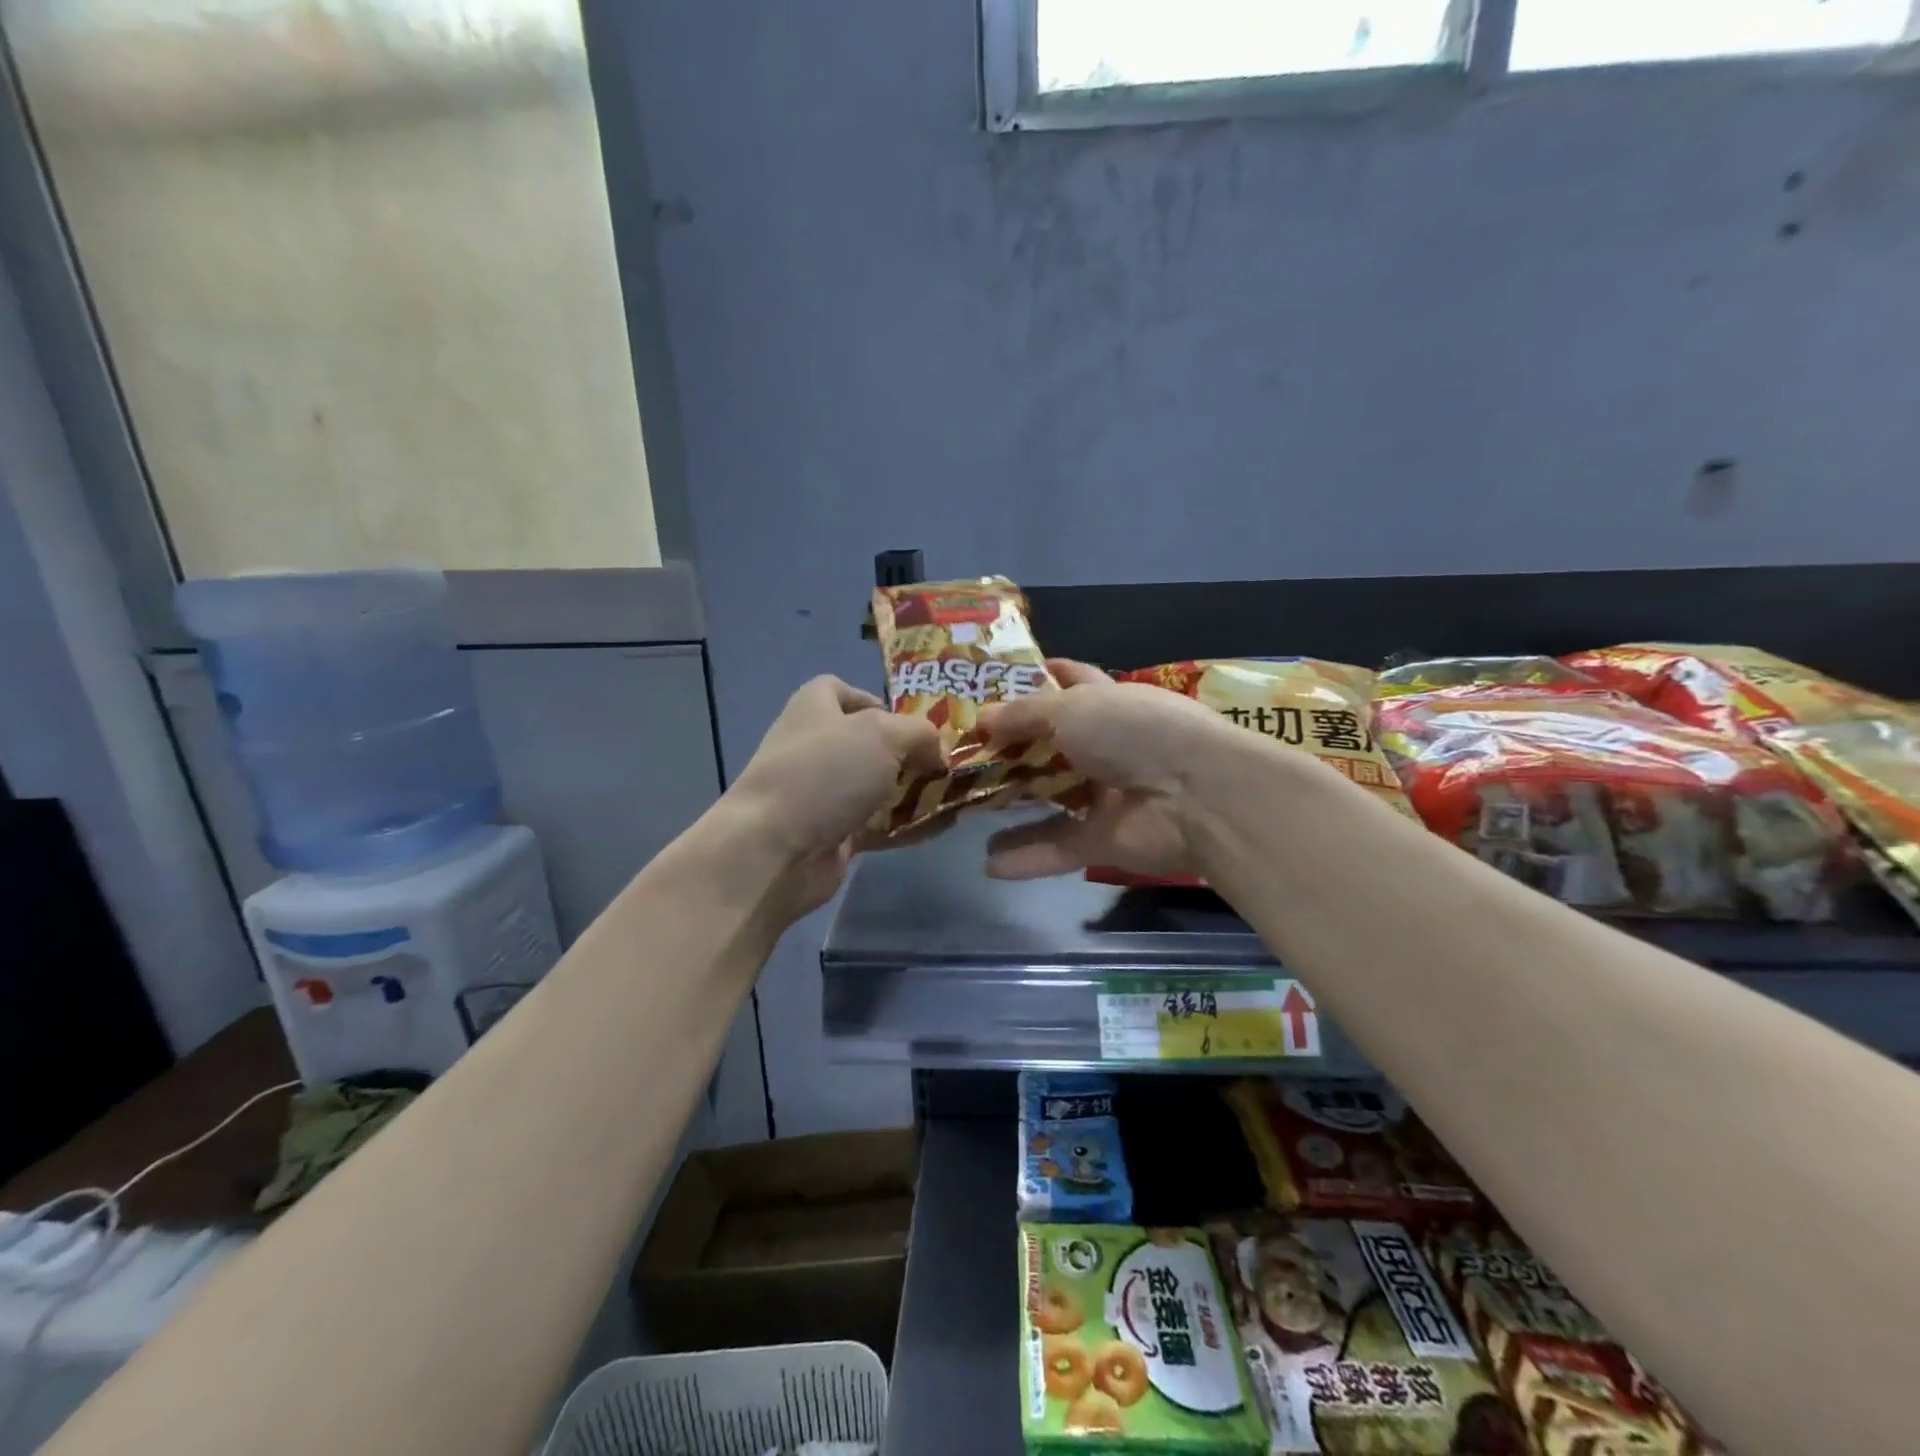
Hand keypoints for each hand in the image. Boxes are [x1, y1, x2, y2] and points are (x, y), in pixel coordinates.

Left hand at [725, 676, 944, 916]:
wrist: (774, 848)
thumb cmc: (826, 772)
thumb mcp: (884, 734)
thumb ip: (921, 734)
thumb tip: (937, 754)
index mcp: (815, 707)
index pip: (842, 691)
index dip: (877, 701)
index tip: (910, 722)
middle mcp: (816, 746)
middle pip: (869, 742)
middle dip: (909, 752)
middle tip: (945, 762)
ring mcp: (822, 793)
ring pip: (877, 786)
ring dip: (913, 791)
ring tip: (955, 794)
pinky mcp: (833, 834)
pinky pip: (879, 825)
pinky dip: (908, 826)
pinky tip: (943, 827)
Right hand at [978, 659, 1237, 879]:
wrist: (1196, 796)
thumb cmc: (1133, 732)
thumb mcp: (1072, 708)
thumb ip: (1024, 715)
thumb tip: (982, 718)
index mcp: (1107, 702)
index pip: (1069, 682)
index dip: (1035, 679)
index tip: (992, 684)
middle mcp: (1107, 746)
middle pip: (1051, 746)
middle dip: (1010, 748)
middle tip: (961, 754)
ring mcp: (1107, 795)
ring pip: (1051, 800)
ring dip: (1012, 805)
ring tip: (965, 808)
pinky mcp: (1106, 841)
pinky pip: (1059, 848)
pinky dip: (1028, 856)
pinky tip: (989, 864)